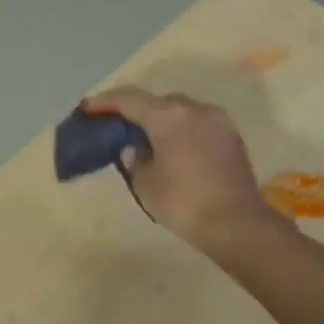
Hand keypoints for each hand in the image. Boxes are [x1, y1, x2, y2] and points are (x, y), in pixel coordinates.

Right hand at [83, 87, 281, 252]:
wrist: (236, 223)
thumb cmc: (183, 203)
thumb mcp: (145, 184)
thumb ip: (134, 160)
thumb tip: (135, 149)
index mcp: (168, 116)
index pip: (129, 100)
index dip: (105, 102)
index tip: (88, 107)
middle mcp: (195, 109)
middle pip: (158, 102)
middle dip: (137, 111)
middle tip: (120, 127)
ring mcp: (218, 121)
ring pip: (182, 112)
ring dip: (163, 121)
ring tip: (147, 139)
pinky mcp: (232, 137)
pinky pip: (199, 125)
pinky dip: (182, 131)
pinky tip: (174, 150)